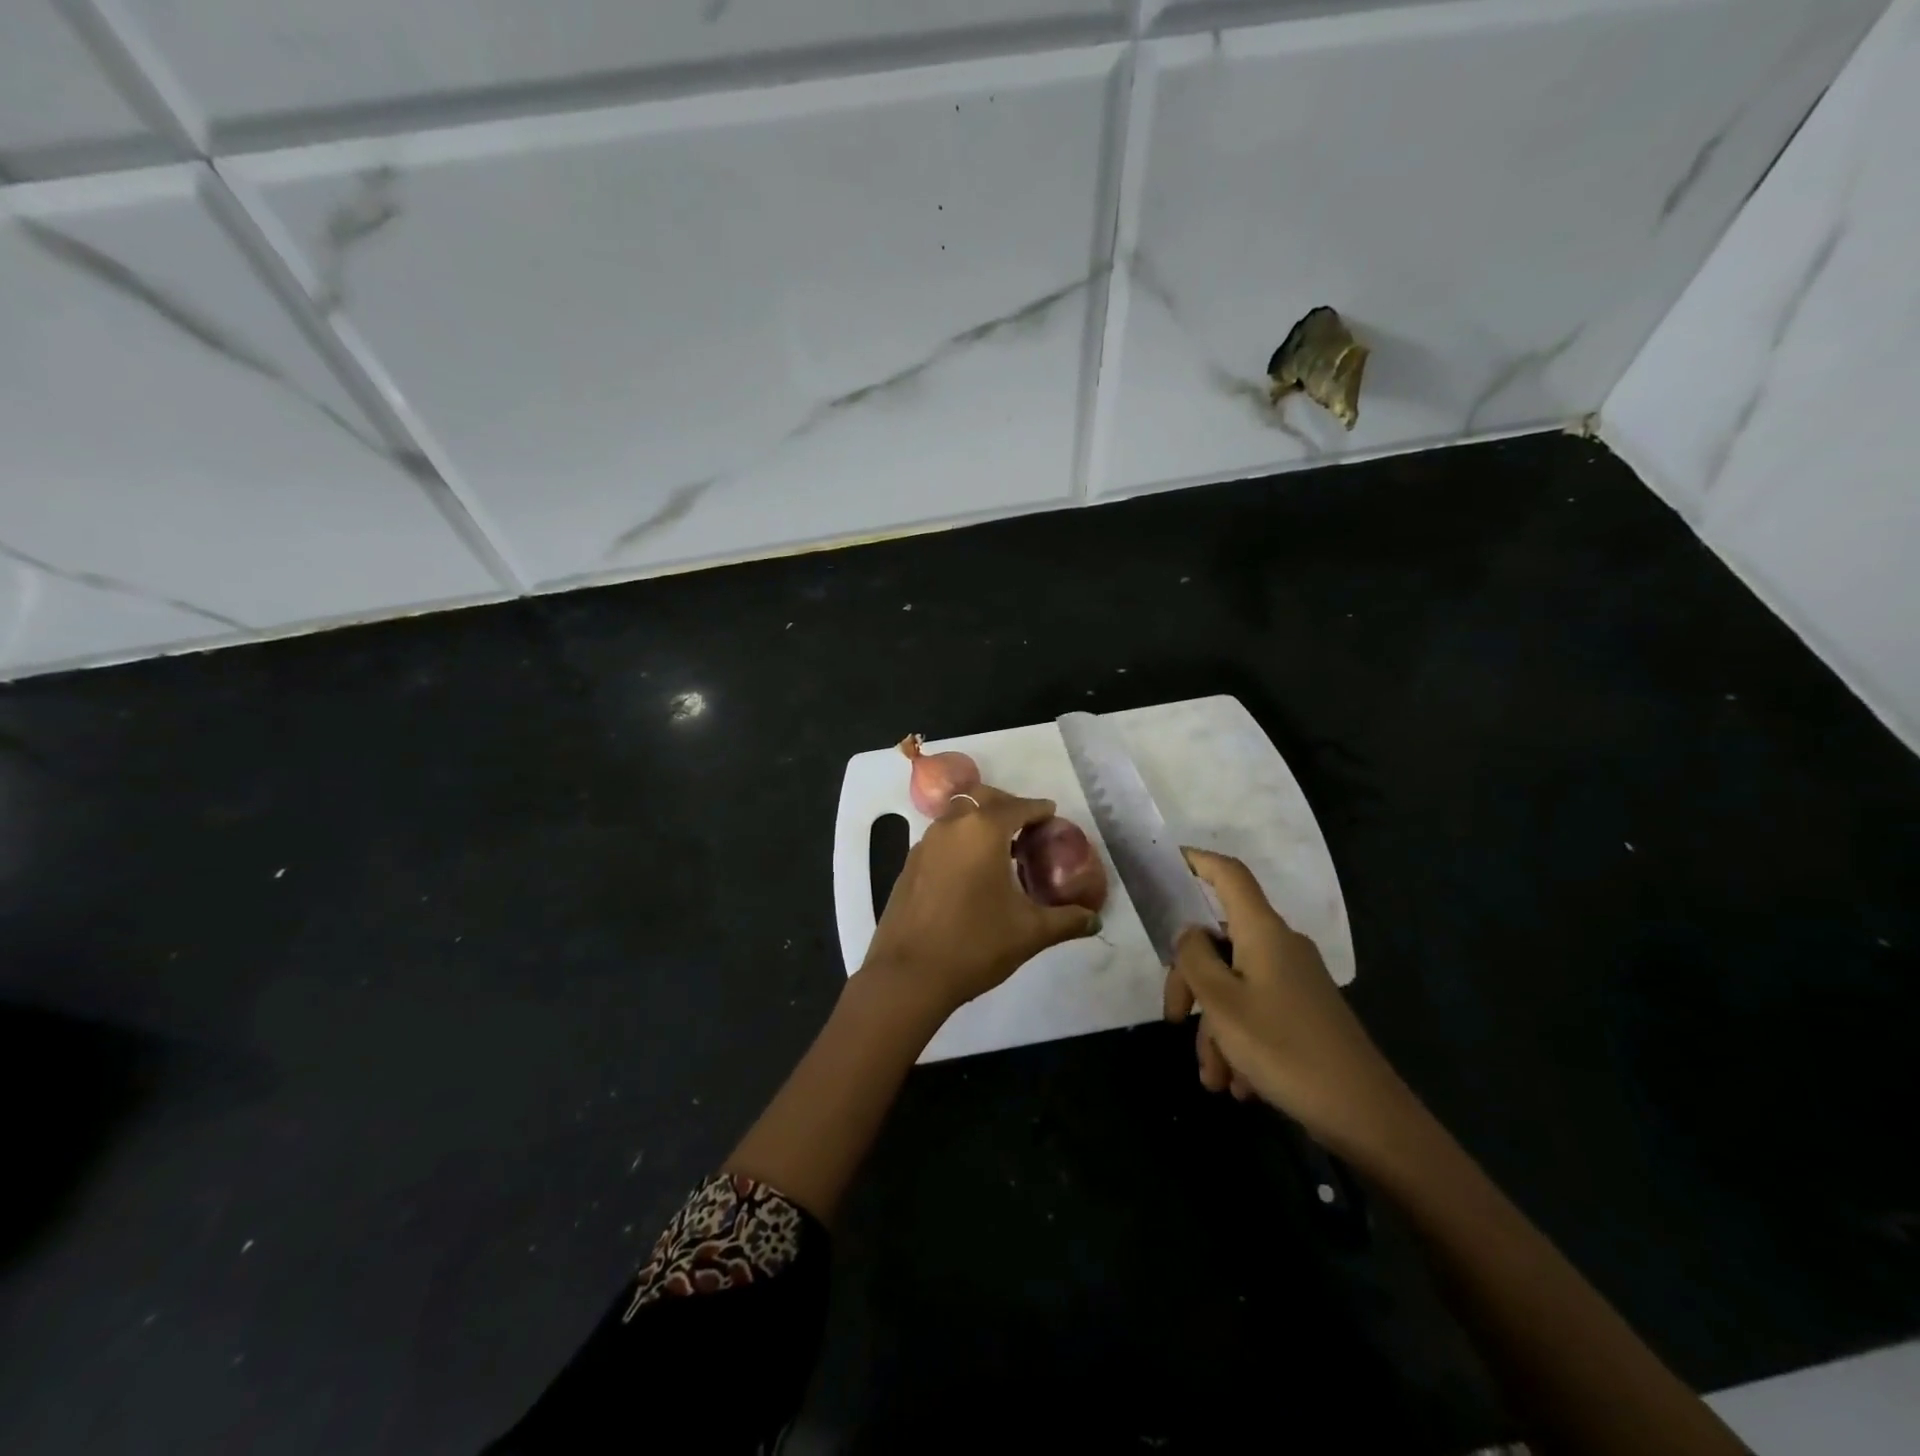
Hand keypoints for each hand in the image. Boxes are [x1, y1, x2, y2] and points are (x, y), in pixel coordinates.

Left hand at [859, 785, 1099, 1020]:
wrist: (908, 975)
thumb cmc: (975, 944)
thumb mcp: (1030, 933)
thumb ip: (1066, 920)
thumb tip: (1094, 920)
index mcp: (983, 831)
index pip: (1019, 806)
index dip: (1039, 809)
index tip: (1052, 816)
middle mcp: (952, 826)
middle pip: (984, 800)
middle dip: (1008, 807)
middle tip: (1027, 828)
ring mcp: (925, 843)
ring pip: (958, 817)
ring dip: (981, 823)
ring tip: (1002, 850)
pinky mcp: (909, 864)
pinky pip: (942, 839)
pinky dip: (961, 841)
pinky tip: (971, 872)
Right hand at [1164, 848, 1412, 1161]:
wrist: (1367, 1115)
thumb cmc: (1285, 1049)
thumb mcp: (1222, 1003)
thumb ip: (1194, 958)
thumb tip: (1188, 933)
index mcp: (1263, 931)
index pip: (1229, 874)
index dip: (1197, 861)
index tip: (1165, 865)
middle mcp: (1279, 947)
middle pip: (1219, 941)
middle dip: (1190, 983)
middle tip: (1174, 1021)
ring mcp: (1293, 980)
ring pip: (1233, 986)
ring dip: (1214, 1028)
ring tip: (1214, 1078)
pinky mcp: (1302, 1012)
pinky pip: (1255, 1012)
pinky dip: (1238, 1041)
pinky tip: (1238, 1083)